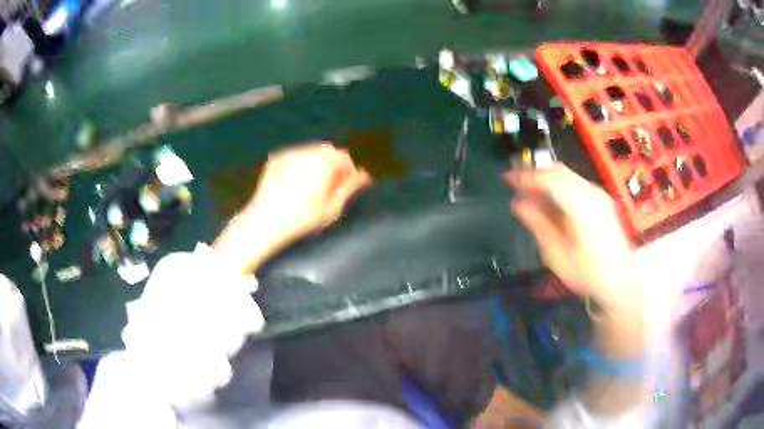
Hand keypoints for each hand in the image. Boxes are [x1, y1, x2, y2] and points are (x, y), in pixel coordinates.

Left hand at [214, 143, 370, 273]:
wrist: (265, 220)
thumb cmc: (302, 218)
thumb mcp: (331, 207)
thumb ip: (349, 187)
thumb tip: (364, 175)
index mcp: (324, 162)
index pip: (345, 157)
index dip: (351, 169)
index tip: (353, 182)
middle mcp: (307, 151)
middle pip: (329, 150)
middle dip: (335, 163)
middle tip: (335, 182)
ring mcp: (290, 153)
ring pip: (312, 151)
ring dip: (319, 161)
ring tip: (317, 182)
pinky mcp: (276, 158)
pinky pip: (296, 155)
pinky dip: (302, 163)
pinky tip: (298, 181)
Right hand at [505, 164, 637, 312]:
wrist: (620, 276)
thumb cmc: (587, 272)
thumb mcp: (557, 255)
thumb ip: (538, 224)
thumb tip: (518, 203)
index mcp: (580, 206)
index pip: (549, 179)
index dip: (526, 176)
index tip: (507, 178)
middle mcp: (591, 193)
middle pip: (559, 171)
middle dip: (534, 172)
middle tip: (515, 181)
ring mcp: (598, 194)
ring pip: (567, 174)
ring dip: (546, 178)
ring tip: (529, 190)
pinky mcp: (601, 198)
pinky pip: (575, 182)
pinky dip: (558, 184)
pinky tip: (550, 198)